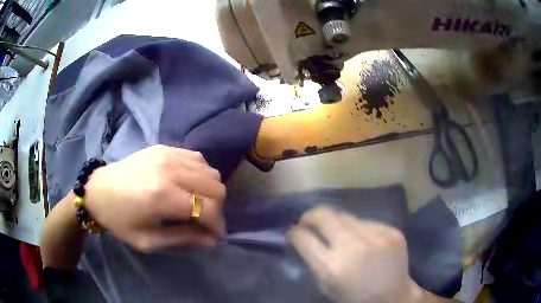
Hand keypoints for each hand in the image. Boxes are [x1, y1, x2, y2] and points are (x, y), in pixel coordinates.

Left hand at [84, 145, 226, 251]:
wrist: (98, 189)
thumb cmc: (119, 219)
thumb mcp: (147, 240)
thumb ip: (182, 239)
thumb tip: (213, 242)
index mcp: (163, 196)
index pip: (208, 209)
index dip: (218, 225)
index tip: (216, 237)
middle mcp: (170, 170)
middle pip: (215, 187)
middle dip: (217, 209)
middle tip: (206, 222)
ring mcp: (169, 154)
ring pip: (210, 171)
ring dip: (211, 191)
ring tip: (200, 204)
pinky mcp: (165, 148)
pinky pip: (197, 158)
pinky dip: (201, 174)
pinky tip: (191, 185)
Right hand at [288, 207, 420, 302]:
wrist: (393, 296)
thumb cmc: (355, 297)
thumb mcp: (326, 287)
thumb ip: (314, 262)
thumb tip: (305, 239)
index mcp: (332, 267)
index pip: (304, 238)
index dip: (294, 233)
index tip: (294, 233)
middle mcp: (353, 247)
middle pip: (323, 215)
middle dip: (310, 216)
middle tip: (308, 221)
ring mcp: (375, 236)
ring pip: (345, 216)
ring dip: (336, 223)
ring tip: (339, 234)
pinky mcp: (391, 231)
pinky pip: (367, 222)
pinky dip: (359, 229)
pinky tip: (364, 241)